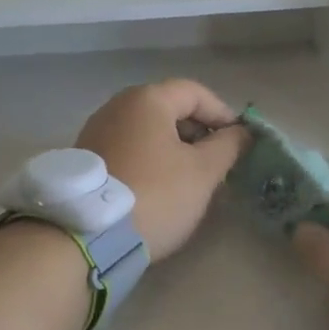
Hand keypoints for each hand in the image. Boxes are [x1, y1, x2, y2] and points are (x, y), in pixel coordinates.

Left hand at [75, 80, 251, 261]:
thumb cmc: (155, 194)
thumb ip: (228, 146)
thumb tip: (242, 132)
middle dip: (198, 131)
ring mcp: (96, 131)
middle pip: (169, 108)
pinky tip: (160, 187)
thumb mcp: (202, 172)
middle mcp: (117, 106)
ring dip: (174, 148)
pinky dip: (151, 159)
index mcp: (147, 100)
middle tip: (217, 162)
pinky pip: (129, 148)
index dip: (222, 113)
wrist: (87, 236)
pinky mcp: (86, 158)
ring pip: (148, 131)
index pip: (195, 92)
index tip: (238, 141)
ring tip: (191, 178)